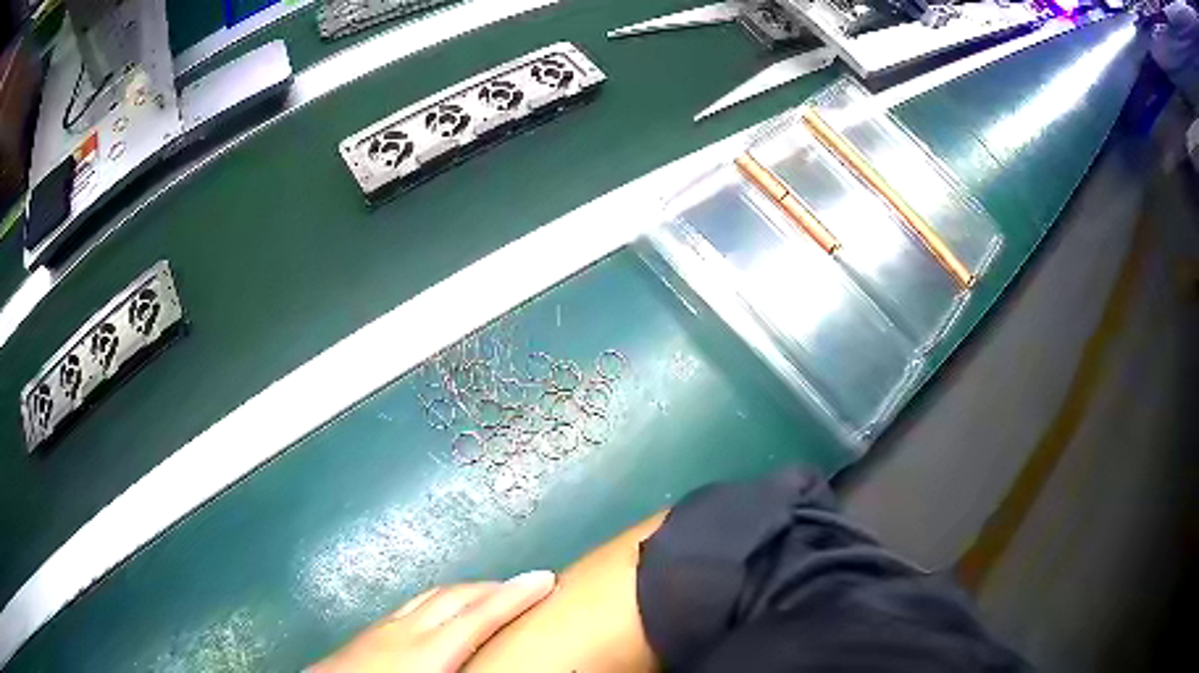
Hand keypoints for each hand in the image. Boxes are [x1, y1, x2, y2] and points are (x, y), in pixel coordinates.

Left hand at [310, 571, 555, 672]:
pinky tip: (437, 615)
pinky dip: (437, 602)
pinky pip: (411, 605)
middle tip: (523, 589)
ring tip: (487, 597)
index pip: (481, 614)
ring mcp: (382, 627)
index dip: (517, 595)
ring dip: (465, 591)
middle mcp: (406, 631)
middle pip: (457, 596)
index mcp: (428, 651)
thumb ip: (469, 672)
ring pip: (431, 596)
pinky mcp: (367, 632)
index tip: (545, 578)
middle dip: (493, 587)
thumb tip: (503, 665)